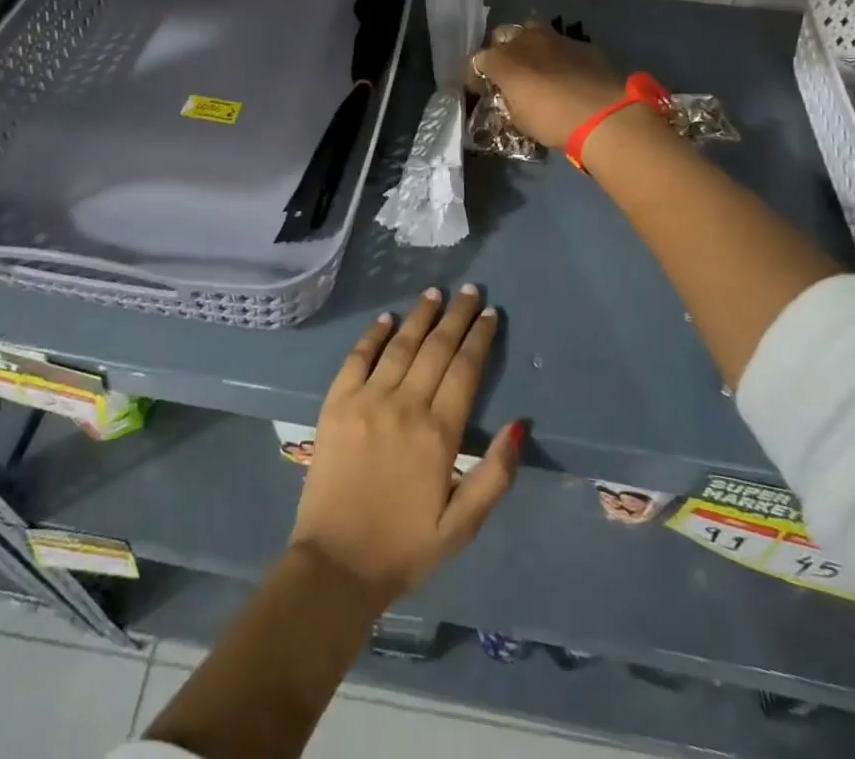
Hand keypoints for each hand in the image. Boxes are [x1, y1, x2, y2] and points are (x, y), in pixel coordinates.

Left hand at [289, 286, 522, 606]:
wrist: (335, 565)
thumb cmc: (405, 547)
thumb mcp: (462, 525)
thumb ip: (495, 475)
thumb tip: (519, 424)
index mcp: (438, 434)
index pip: (465, 370)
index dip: (479, 338)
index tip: (490, 313)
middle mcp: (405, 405)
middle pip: (436, 348)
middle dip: (456, 315)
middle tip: (469, 290)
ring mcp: (367, 400)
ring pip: (400, 345)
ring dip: (420, 316)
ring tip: (434, 293)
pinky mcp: (337, 403)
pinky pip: (358, 358)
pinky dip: (373, 335)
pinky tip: (386, 318)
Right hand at [471, 22, 624, 147]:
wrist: (603, 114)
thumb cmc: (552, 120)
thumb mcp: (519, 119)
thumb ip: (509, 100)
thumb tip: (510, 96)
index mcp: (502, 60)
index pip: (477, 61)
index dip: (477, 77)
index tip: (483, 91)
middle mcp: (524, 40)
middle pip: (502, 35)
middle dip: (501, 51)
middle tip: (508, 73)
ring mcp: (555, 38)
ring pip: (532, 31)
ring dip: (529, 46)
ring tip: (536, 67)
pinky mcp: (581, 43)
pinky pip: (561, 44)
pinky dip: (557, 55)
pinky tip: (566, 73)